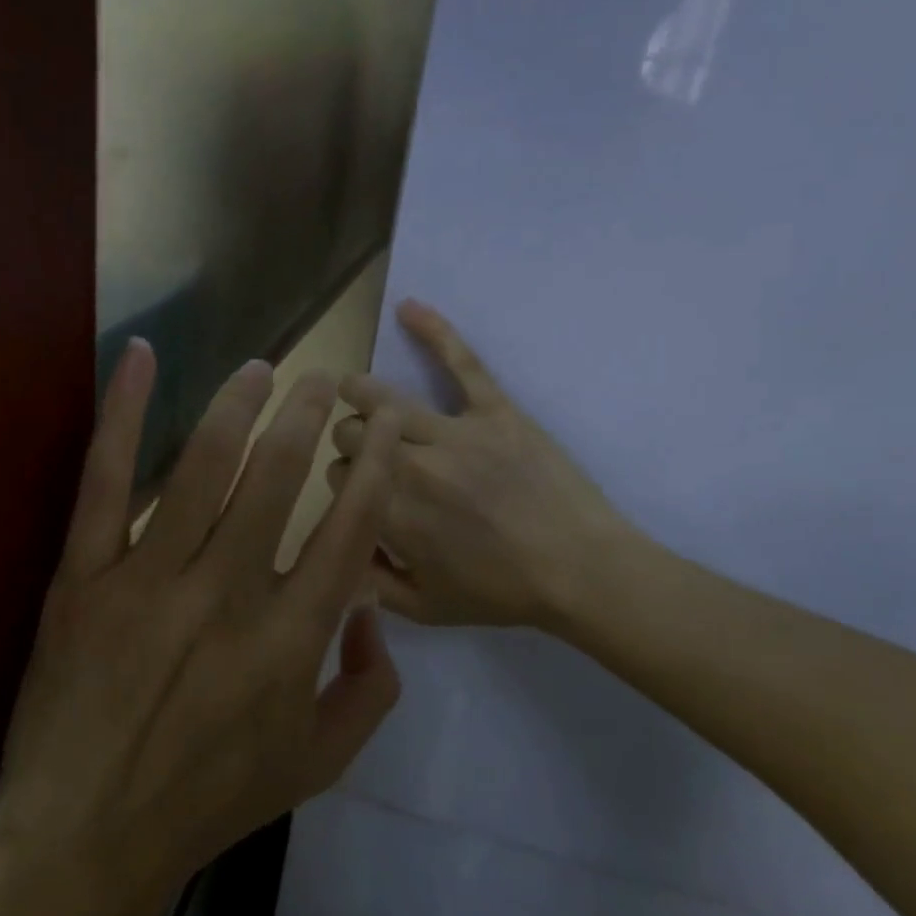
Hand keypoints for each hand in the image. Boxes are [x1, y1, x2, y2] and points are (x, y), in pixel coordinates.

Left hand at [0, 340, 406, 908]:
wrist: (87, 837)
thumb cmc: (208, 801)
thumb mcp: (316, 766)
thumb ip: (370, 692)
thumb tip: (376, 618)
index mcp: (290, 639)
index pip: (349, 531)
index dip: (374, 471)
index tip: (384, 430)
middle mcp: (228, 594)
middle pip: (279, 478)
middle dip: (309, 417)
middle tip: (324, 380)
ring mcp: (150, 578)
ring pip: (204, 466)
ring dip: (239, 405)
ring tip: (261, 367)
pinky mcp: (85, 576)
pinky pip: (106, 481)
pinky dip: (123, 414)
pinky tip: (140, 357)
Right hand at [327, 299, 638, 631]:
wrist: (579, 571)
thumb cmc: (500, 594)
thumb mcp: (422, 608)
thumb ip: (367, 580)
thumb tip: (336, 547)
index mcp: (389, 513)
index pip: (337, 475)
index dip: (343, 480)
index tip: (357, 490)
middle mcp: (408, 466)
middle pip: (351, 434)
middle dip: (347, 441)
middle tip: (363, 451)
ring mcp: (453, 431)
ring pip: (382, 399)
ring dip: (358, 392)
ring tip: (348, 388)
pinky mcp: (494, 409)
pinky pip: (461, 362)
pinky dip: (435, 331)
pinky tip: (408, 307)